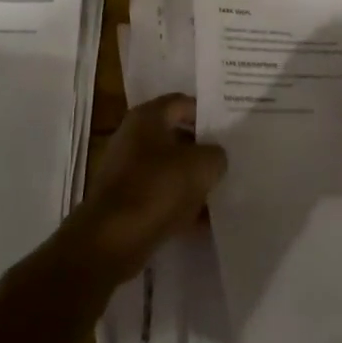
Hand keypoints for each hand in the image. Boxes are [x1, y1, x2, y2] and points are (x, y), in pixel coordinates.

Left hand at [67, 94, 226, 282]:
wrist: (112, 239)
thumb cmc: (157, 189)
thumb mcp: (201, 166)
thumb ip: (216, 155)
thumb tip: (215, 157)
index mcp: (147, 118)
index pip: (182, 103)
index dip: (207, 114)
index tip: (229, 129)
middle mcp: (133, 137)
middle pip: (176, 136)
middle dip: (202, 150)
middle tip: (229, 161)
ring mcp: (126, 170)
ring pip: (169, 168)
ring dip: (192, 180)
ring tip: (221, 193)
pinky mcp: (125, 201)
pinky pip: (160, 195)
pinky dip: (179, 205)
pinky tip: (203, 222)